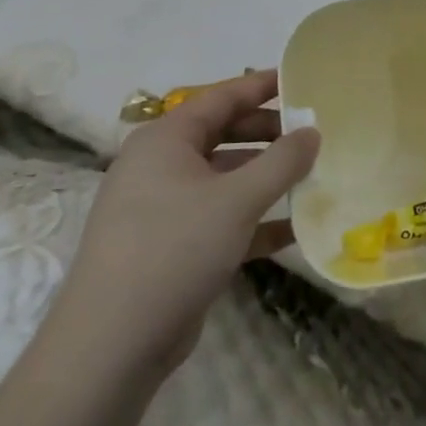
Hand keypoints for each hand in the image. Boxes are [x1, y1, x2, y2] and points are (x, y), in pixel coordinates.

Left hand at [43, 70, 318, 388]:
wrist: (112, 345)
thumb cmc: (174, 249)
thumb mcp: (237, 199)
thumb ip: (282, 161)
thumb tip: (313, 132)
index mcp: (166, 140)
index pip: (222, 97)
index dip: (263, 86)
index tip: (303, 80)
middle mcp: (160, 165)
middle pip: (224, 134)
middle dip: (269, 134)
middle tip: (314, 134)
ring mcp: (164, 207)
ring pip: (224, 178)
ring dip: (266, 178)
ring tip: (312, 176)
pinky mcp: (172, 245)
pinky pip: (220, 218)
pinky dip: (253, 219)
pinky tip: (294, 229)